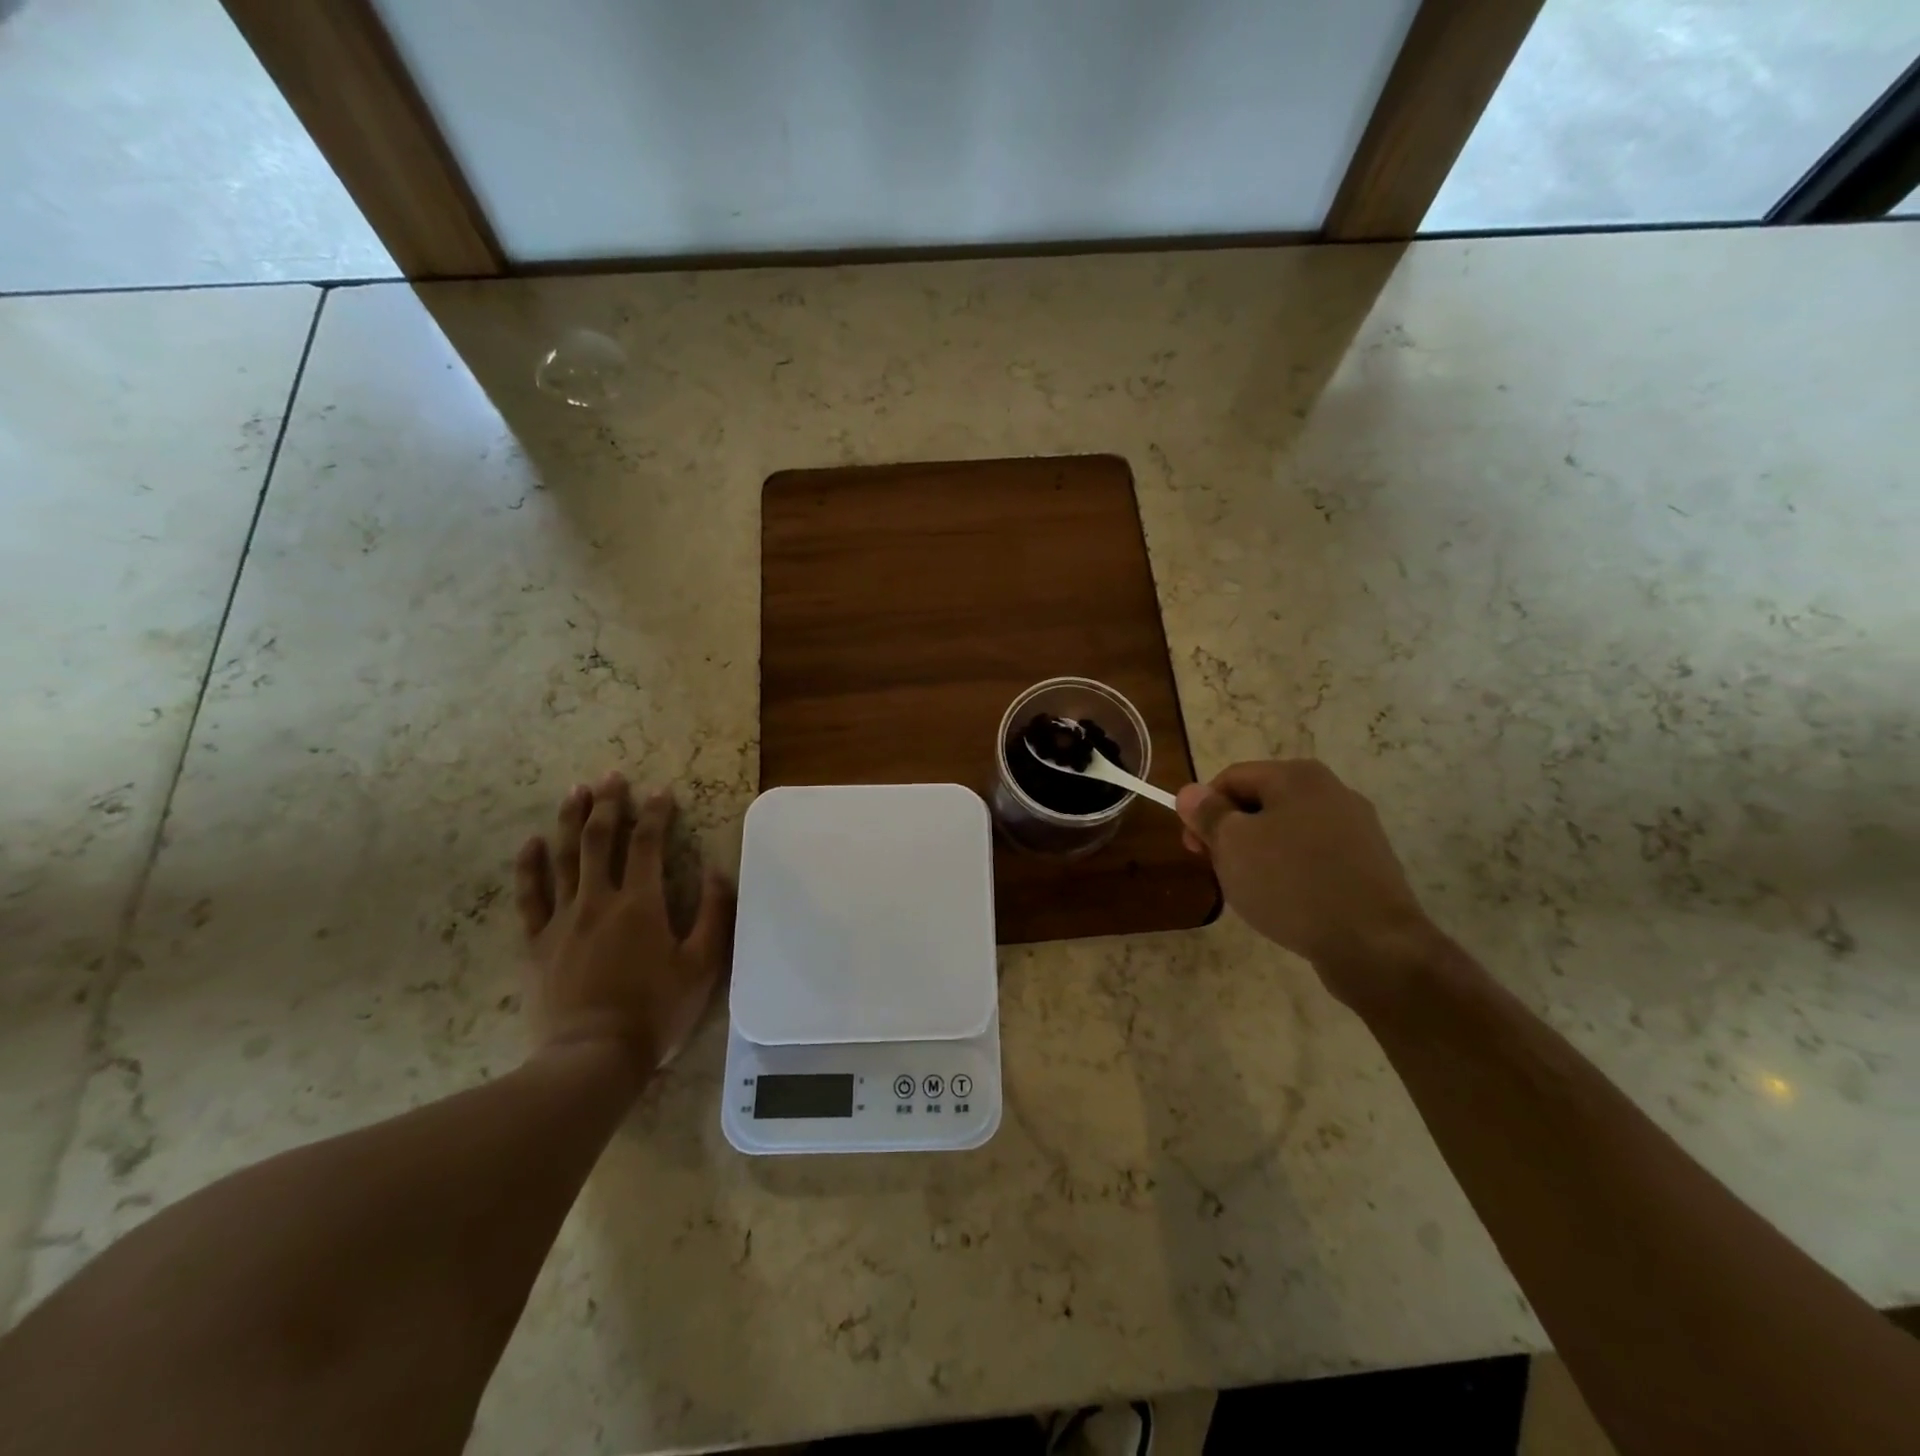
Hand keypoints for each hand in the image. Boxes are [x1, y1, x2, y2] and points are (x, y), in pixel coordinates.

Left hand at [513, 772, 734, 1075]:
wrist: (592, 1057)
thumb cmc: (655, 1011)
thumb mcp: (702, 966)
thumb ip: (715, 914)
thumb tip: (719, 870)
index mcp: (640, 904)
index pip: (646, 844)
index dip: (655, 814)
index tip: (661, 791)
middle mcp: (598, 901)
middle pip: (598, 840)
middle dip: (607, 805)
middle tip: (610, 777)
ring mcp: (561, 921)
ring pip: (562, 858)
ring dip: (569, 821)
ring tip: (575, 792)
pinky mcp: (536, 944)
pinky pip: (529, 897)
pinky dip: (528, 867)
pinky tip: (530, 844)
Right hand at [1177, 760, 1447, 1010]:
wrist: (1374, 944)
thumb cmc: (1292, 883)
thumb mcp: (1233, 845)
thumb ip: (1207, 814)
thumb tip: (1190, 792)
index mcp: (1297, 776)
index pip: (1230, 779)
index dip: (1203, 811)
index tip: (1194, 850)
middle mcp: (1331, 791)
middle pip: (1260, 803)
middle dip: (1232, 835)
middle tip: (1218, 871)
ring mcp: (1356, 828)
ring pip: (1286, 832)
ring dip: (1259, 856)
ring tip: (1251, 892)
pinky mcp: (1368, 864)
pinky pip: (1314, 858)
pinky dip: (1291, 873)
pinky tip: (1286, 903)